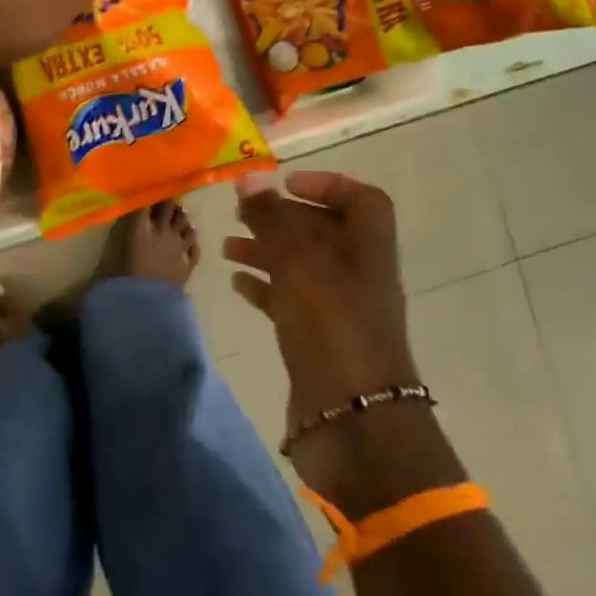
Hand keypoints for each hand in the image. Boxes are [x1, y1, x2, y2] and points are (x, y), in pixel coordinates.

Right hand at [225, 172, 419, 438]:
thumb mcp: (299, 264)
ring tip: (227, 246)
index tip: (285, 183)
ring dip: (266, 251)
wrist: (352, 420)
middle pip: (322, 231)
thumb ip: (272, 219)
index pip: (362, 200)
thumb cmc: (331, 326)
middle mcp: (357, 273)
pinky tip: (237, 284)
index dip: (327, 184)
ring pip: (301, 266)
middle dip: (281, 217)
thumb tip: (249, 176)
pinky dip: (264, 287)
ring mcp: (338, 309)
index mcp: (368, 248)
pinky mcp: (317, 338)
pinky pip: (289, 301)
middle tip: (240, 212)